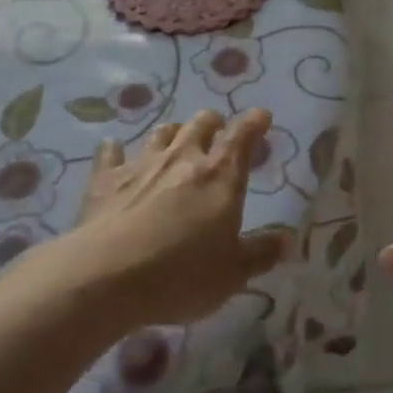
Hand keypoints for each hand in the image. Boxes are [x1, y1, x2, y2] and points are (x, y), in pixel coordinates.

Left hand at [70, 109, 290, 326]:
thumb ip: (261, 254)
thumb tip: (288, 241)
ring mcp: (141, 165)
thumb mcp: (232, 274)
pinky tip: (114, 150)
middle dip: (214, 124)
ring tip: (176, 140)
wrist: (105, 276)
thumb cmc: (180, 274)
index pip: (242, 135)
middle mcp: (183, 158)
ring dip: (173, 133)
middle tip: (218, 133)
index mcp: (220, 175)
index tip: (262, 116)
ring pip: (161, 133)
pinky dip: (115, 151)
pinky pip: (111, 154)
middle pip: (201, 124)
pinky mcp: (105, 180)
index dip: (254, 122)